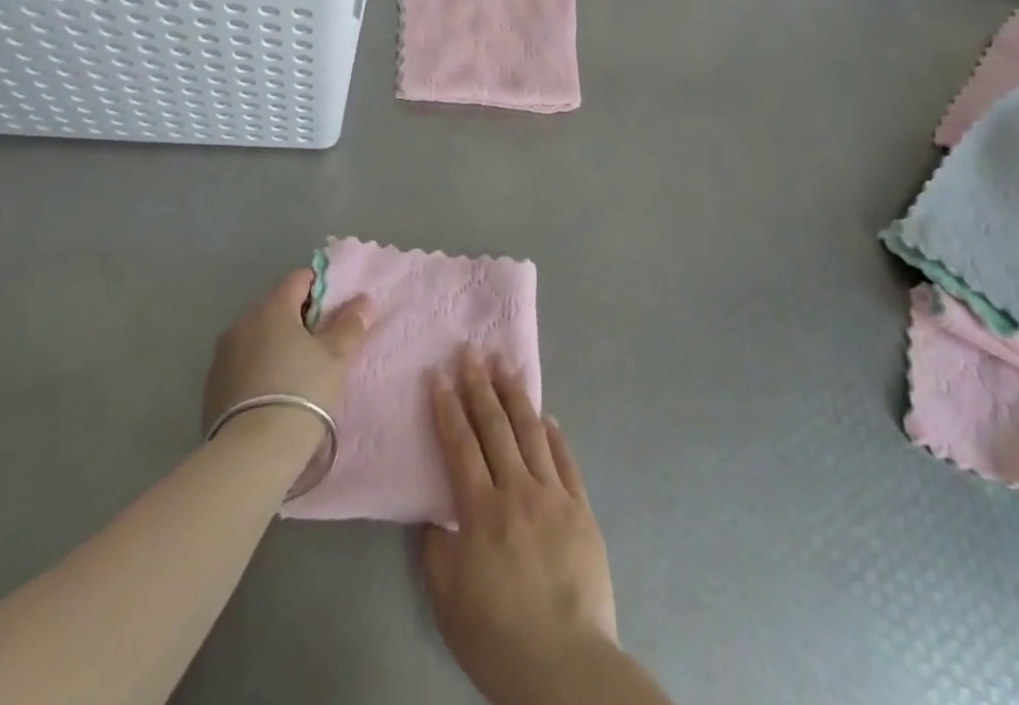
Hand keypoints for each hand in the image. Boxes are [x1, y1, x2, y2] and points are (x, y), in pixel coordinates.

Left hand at [202, 268, 371, 432]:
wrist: (252, 453)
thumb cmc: (302, 392)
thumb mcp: (336, 358)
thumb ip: (349, 325)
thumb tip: (362, 301)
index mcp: (272, 307)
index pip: (299, 279)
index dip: (321, 289)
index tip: (335, 312)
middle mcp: (242, 322)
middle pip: (276, 307)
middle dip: (298, 319)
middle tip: (321, 345)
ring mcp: (222, 354)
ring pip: (257, 335)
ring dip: (275, 344)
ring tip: (296, 373)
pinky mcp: (211, 385)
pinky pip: (241, 363)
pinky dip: (257, 368)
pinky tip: (272, 394)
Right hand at [422, 350, 618, 703]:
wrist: (566, 666)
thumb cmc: (498, 636)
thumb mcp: (448, 598)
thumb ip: (437, 547)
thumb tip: (437, 511)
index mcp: (481, 510)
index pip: (460, 445)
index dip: (447, 407)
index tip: (438, 375)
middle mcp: (517, 490)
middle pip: (495, 426)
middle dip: (480, 385)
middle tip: (471, 351)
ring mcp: (554, 495)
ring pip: (532, 432)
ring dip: (516, 396)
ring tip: (506, 365)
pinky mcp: (582, 508)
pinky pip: (566, 460)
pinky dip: (555, 434)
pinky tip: (547, 415)